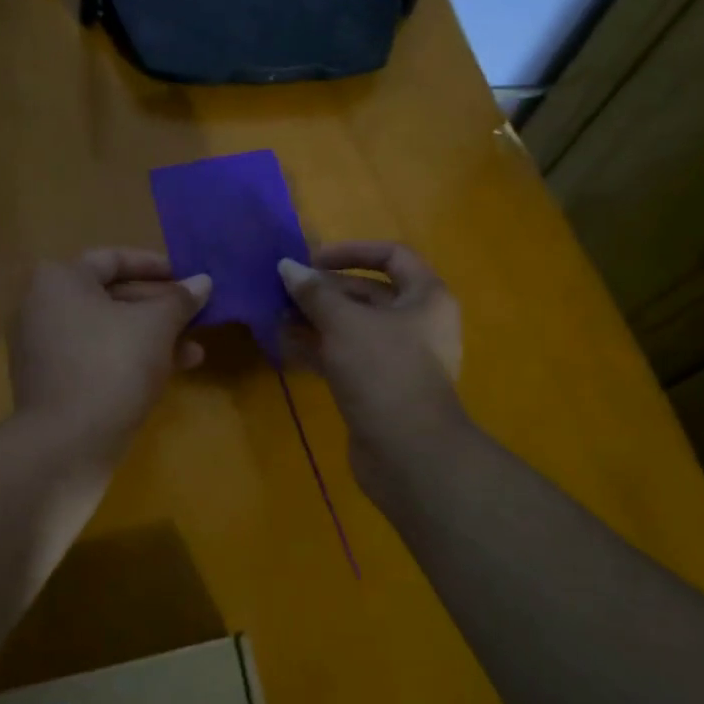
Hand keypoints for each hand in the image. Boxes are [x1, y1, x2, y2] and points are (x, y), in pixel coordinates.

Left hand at [10, 248, 211, 460]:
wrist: (66, 444)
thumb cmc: (112, 366)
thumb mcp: (156, 326)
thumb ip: (181, 300)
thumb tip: (203, 282)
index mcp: (59, 280)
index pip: (113, 259)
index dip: (155, 266)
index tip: (187, 278)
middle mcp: (42, 306)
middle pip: (111, 296)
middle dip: (159, 308)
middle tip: (196, 316)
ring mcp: (42, 347)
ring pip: (108, 331)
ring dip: (152, 337)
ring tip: (195, 352)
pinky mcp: (50, 381)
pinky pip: (95, 357)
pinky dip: (129, 358)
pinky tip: (168, 373)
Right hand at [278, 242, 465, 484]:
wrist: (408, 452)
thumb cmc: (384, 371)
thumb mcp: (345, 323)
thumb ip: (314, 293)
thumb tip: (287, 266)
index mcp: (426, 297)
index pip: (392, 255)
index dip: (351, 251)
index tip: (312, 260)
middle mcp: (417, 323)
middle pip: (368, 293)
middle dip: (324, 291)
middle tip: (284, 291)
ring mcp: (399, 358)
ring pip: (353, 327)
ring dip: (316, 320)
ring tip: (277, 316)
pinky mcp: (380, 386)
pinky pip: (347, 356)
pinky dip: (320, 348)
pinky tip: (286, 346)